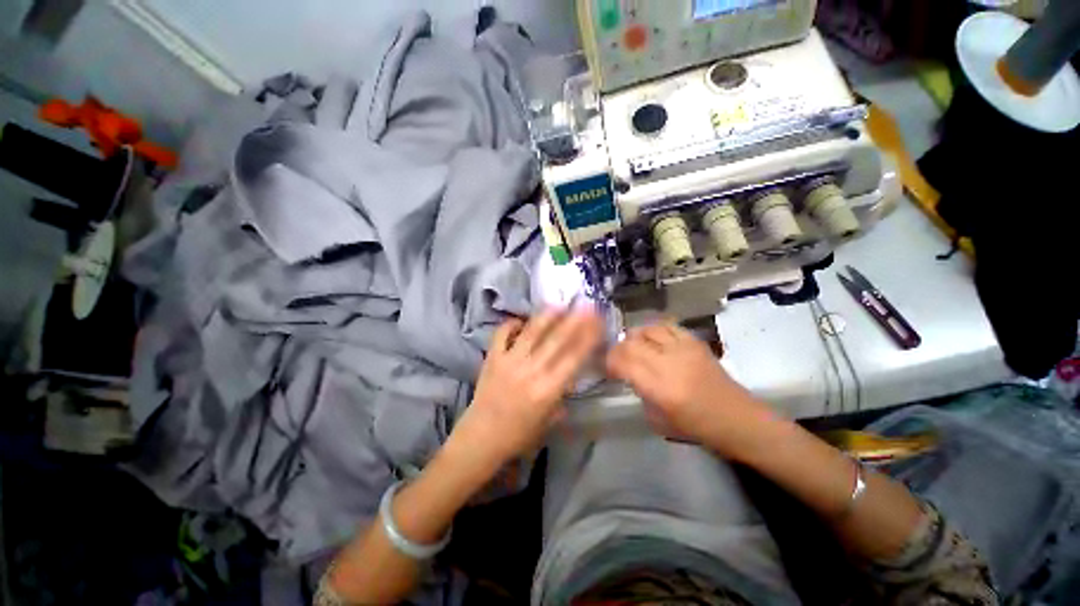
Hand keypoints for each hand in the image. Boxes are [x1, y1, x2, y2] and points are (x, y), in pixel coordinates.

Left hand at [456, 308, 602, 468]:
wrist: (481, 437)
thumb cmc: (519, 434)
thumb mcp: (549, 420)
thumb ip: (562, 396)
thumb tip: (572, 375)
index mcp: (548, 390)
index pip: (574, 358)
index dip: (588, 337)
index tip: (598, 322)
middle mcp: (531, 371)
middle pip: (557, 340)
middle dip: (574, 320)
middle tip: (586, 305)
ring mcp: (509, 361)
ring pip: (531, 332)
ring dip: (547, 316)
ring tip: (559, 304)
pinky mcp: (492, 358)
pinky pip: (501, 334)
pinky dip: (511, 324)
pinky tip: (521, 320)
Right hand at [605, 323, 771, 456]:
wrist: (738, 419)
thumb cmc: (697, 427)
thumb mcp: (657, 419)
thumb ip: (640, 392)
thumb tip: (628, 373)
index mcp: (660, 389)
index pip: (623, 363)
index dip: (610, 361)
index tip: (607, 367)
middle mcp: (670, 363)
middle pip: (632, 343)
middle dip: (618, 349)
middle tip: (617, 357)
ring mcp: (684, 349)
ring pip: (648, 330)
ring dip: (634, 336)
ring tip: (632, 345)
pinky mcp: (695, 342)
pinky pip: (667, 326)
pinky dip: (654, 330)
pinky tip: (652, 338)